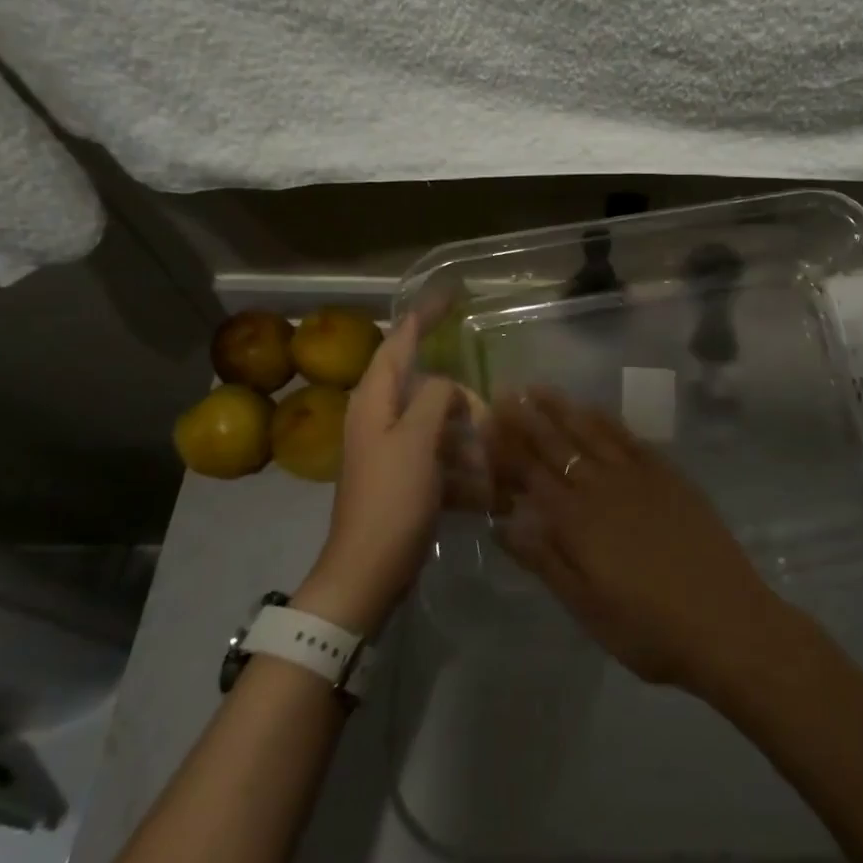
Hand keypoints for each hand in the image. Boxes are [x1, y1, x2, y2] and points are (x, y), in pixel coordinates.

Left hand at [295, 315, 486, 633]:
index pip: (399, 342)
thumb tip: (448, 385)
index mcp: (374, 400)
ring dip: (467, 437)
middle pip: (426, 387)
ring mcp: (392, 449)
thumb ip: (435, 397)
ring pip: (439, 424)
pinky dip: (463, 466)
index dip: (423, 316)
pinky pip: (441, 457)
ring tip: (493, 457)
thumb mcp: (417, 440)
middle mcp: (379, 418)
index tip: (449, 292)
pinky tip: (487, 488)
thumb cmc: (392, 499)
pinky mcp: (405, 477)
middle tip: (489, 414)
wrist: (369, 569)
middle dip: (461, 398)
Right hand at [489, 388, 787, 693]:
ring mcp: (638, 477)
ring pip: (591, 433)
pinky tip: (594, 410)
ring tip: (539, 389)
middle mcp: (602, 488)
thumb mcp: (585, 607)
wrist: (725, 622)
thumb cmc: (648, 628)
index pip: (530, 475)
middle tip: (505, 394)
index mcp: (576, 522)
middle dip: (527, 420)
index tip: (485, 424)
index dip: (506, 450)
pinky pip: (630, 438)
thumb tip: (500, 525)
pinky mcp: (669, 476)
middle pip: (557, 446)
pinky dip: (607, 421)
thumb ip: (543, 560)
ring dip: (563, 410)